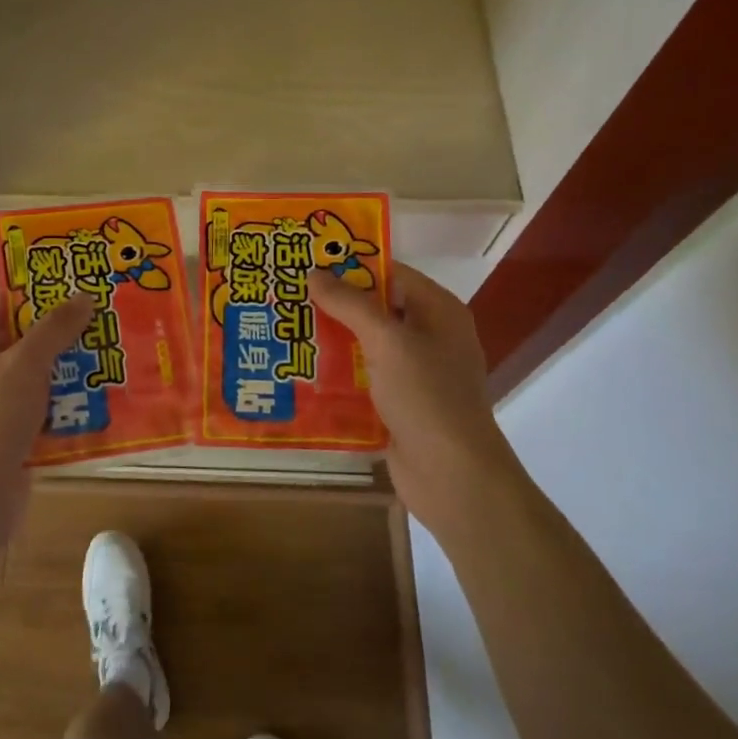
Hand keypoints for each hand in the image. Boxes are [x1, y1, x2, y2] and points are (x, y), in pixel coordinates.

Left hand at [0, 287, 94, 564]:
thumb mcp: (24, 365)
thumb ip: (54, 329)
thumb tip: (83, 296)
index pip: (9, 299)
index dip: (44, 287)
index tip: (86, 278)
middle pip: (30, 337)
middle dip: (70, 329)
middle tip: (115, 315)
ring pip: (44, 374)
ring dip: (77, 368)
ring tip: (121, 352)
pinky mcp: (16, 434)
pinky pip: (50, 408)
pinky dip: (74, 403)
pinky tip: (110, 398)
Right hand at [310, 262, 516, 537]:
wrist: (452, 475)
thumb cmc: (426, 396)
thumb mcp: (387, 341)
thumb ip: (350, 304)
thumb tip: (315, 272)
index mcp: (438, 311)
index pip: (391, 273)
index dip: (352, 265)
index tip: (308, 263)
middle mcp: (429, 336)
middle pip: (376, 309)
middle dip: (334, 304)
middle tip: (287, 296)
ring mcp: (416, 373)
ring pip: (366, 345)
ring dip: (331, 340)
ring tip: (285, 330)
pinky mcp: (400, 404)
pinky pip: (364, 378)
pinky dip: (337, 374)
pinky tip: (301, 371)